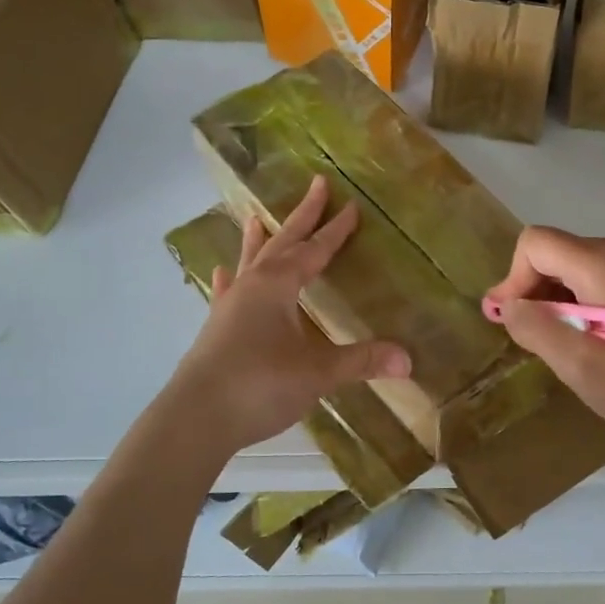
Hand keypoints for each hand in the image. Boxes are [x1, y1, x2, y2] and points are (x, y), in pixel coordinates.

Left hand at [166, 177, 410, 454]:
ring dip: (258, 240)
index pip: (314, 250)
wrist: (196, 418)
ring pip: (250, 262)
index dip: (335, 229)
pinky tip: (222, 274)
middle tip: (317, 185)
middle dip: (303, 216)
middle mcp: (252, 286)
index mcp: (278, 285)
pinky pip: (226, 293)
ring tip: (255, 217)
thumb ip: (361, 362)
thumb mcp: (317, 373)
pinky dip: (229, 280)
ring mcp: (229, 306)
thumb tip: (408, 359)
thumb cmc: (260, 385)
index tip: (352, 205)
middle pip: (282, 242)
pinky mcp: (216, 329)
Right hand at [486, 227, 604, 462]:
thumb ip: (541, 331)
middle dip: (530, 291)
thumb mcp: (588, 371)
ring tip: (559, 346)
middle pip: (551, 251)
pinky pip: (590, 276)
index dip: (514, 280)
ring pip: (568, 264)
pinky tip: (585, 341)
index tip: (514, 323)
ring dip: (551, 300)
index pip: (535, 244)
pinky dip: (573, 302)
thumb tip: (506, 305)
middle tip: (531, 341)